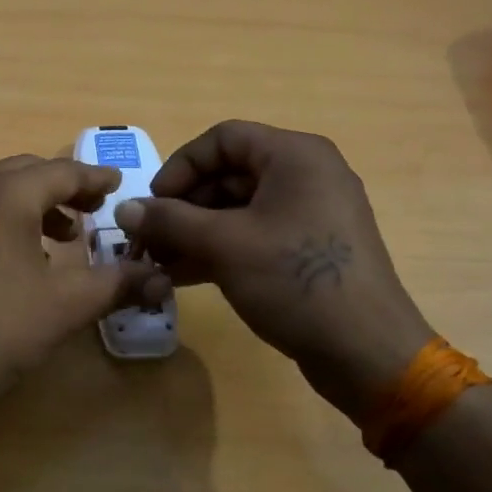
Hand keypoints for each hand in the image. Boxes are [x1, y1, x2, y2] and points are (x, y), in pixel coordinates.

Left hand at [0, 155, 158, 418]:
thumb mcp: (65, 306)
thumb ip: (116, 283)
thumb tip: (159, 278)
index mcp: (2, 195)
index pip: (61, 171)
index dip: (95, 178)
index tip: (119, 186)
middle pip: (28, 172)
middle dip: (65, 187)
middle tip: (96, 208)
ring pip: (0, 189)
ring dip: (36, 202)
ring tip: (64, 236)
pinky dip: (7, 216)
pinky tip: (22, 254)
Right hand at [113, 121, 432, 418]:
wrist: (367, 352)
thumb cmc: (295, 280)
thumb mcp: (224, 245)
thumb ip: (169, 220)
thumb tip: (124, 209)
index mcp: (294, 155)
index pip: (222, 139)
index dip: (180, 167)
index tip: (152, 204)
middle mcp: (306, 174)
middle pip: (228, 175)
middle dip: (183, 207)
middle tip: (149, 240)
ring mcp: (310, 213)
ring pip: (238, 209)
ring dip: (195, 233)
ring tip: (158, 263)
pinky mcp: (309, 248)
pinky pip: (255, 235)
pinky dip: (220, 249)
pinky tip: (182, 276)